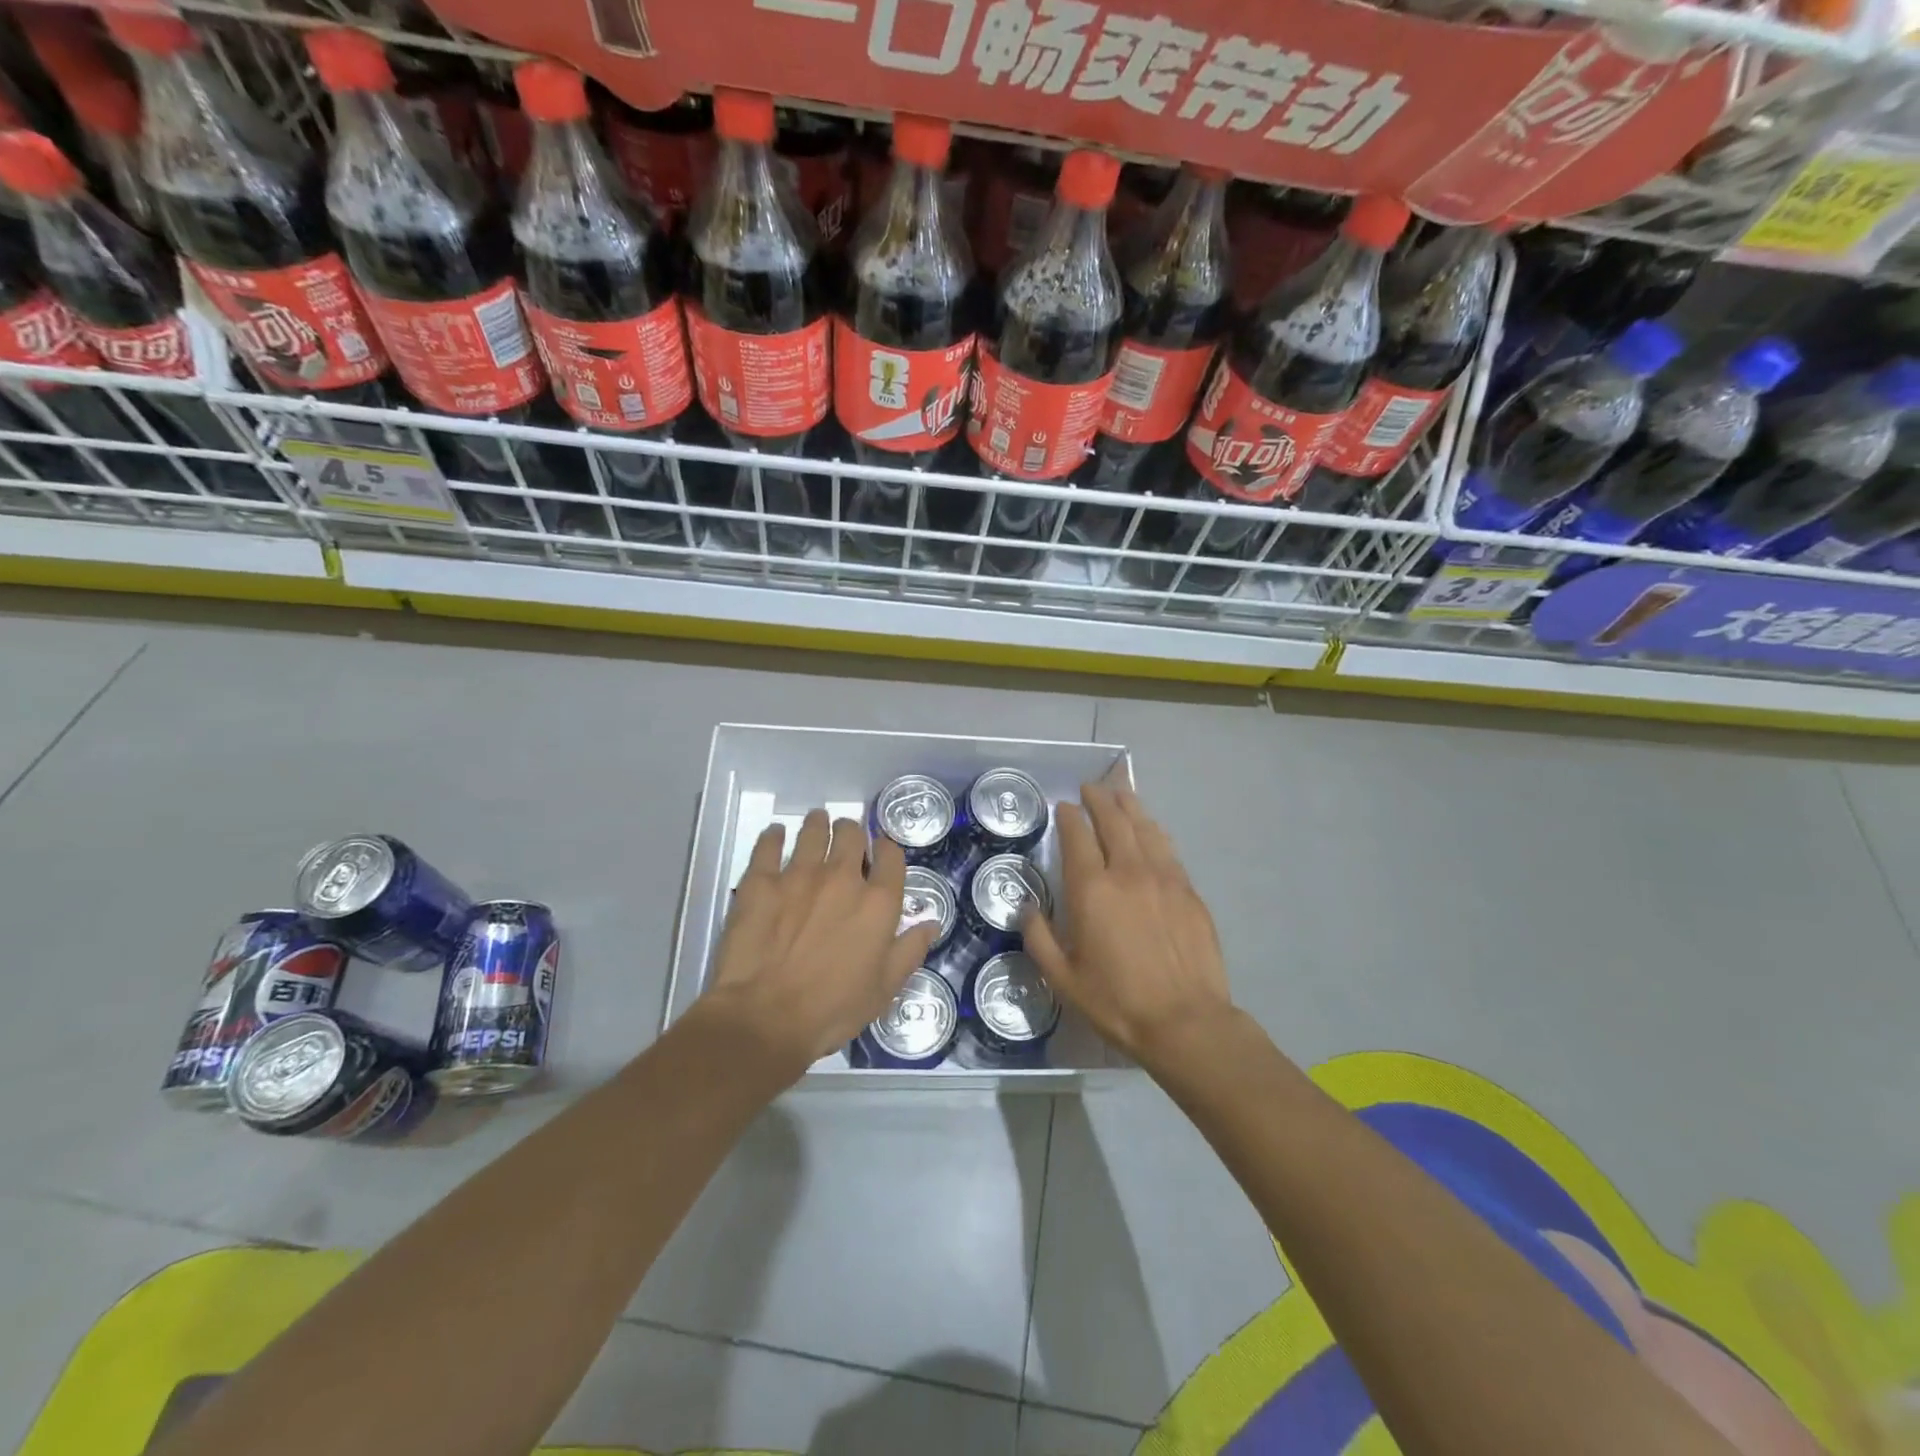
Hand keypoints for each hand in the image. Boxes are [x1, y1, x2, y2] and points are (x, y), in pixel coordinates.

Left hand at [702, 809, 935, 1071]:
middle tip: (845, 837)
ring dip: (817, 824)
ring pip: (812, 831)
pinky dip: (774, 836)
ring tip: (815, 824)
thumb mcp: (884, 988)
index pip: (891, 856)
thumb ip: (910, 950)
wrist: (766, 1017)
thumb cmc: (833, 1009)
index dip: (887, 849)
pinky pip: (768, 845)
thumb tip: (931, 923)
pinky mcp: (760, 881)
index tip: (880, 852)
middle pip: (851, 834)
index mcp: (877, 902)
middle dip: (851, 831)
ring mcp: (798, 875)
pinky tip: (776, 835)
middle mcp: (841, 878)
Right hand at [1022, 783, 1234, 1072]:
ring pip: (1145, 828)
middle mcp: (1128, 872)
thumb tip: (1027, 909)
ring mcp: (1164, 878)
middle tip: (1091, 788)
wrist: (1186, 1023)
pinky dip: (1154, 831)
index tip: (1065, 807)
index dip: (1070, 817)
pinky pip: (1168, 849)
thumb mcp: (1063, 979)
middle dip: (1100, 799)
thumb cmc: (1117, 1002)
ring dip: (1129, 806)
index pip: (1078, 837)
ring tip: (1120, 793)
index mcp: (1092, 890)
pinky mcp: (1189, 891)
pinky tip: (1151, 830)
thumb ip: (1040, 939)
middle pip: (1114, 821)